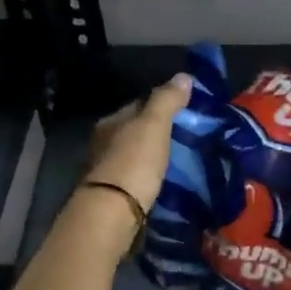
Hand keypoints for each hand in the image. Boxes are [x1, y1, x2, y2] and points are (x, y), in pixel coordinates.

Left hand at [84, 73, 192, 211]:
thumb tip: (184, 76)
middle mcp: (104, 144)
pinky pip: (137, 178)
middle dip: (157, 133)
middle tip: (187, 137)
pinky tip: (165, 181)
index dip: (161, 105)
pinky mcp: (114, 196)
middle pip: (135, 132)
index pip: (137, 106)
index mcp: (110, 123)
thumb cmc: (133, 162)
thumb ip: (167, 100)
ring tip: (180, 161)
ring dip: (154, 156)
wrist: (113, 213)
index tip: (185, 111)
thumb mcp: (154, 125)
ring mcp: (107, 171)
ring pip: (135, 156)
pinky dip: (150, 177)